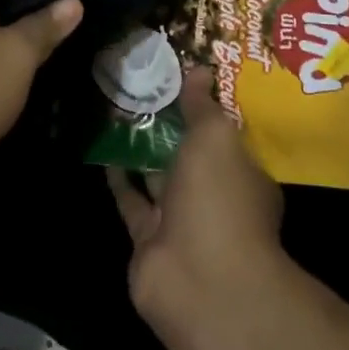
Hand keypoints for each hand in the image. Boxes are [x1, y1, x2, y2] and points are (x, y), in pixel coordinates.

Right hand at [108, 66, 285, 338]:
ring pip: (160, 177)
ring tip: (119, 111)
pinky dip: (120, 179)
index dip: (206, 108)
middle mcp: (216, 198)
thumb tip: (200, 69)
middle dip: (171, 127)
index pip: (226, 135)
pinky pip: (133, 201)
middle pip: (191, 156)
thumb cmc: (220, 199)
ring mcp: (183, 223)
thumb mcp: (215, 137)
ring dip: (142, 150)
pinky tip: (105, 150)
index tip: (183, 78)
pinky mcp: (149, 240)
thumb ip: (203, 105)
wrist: (198, 281)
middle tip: (143, 88)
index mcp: (244, 174)